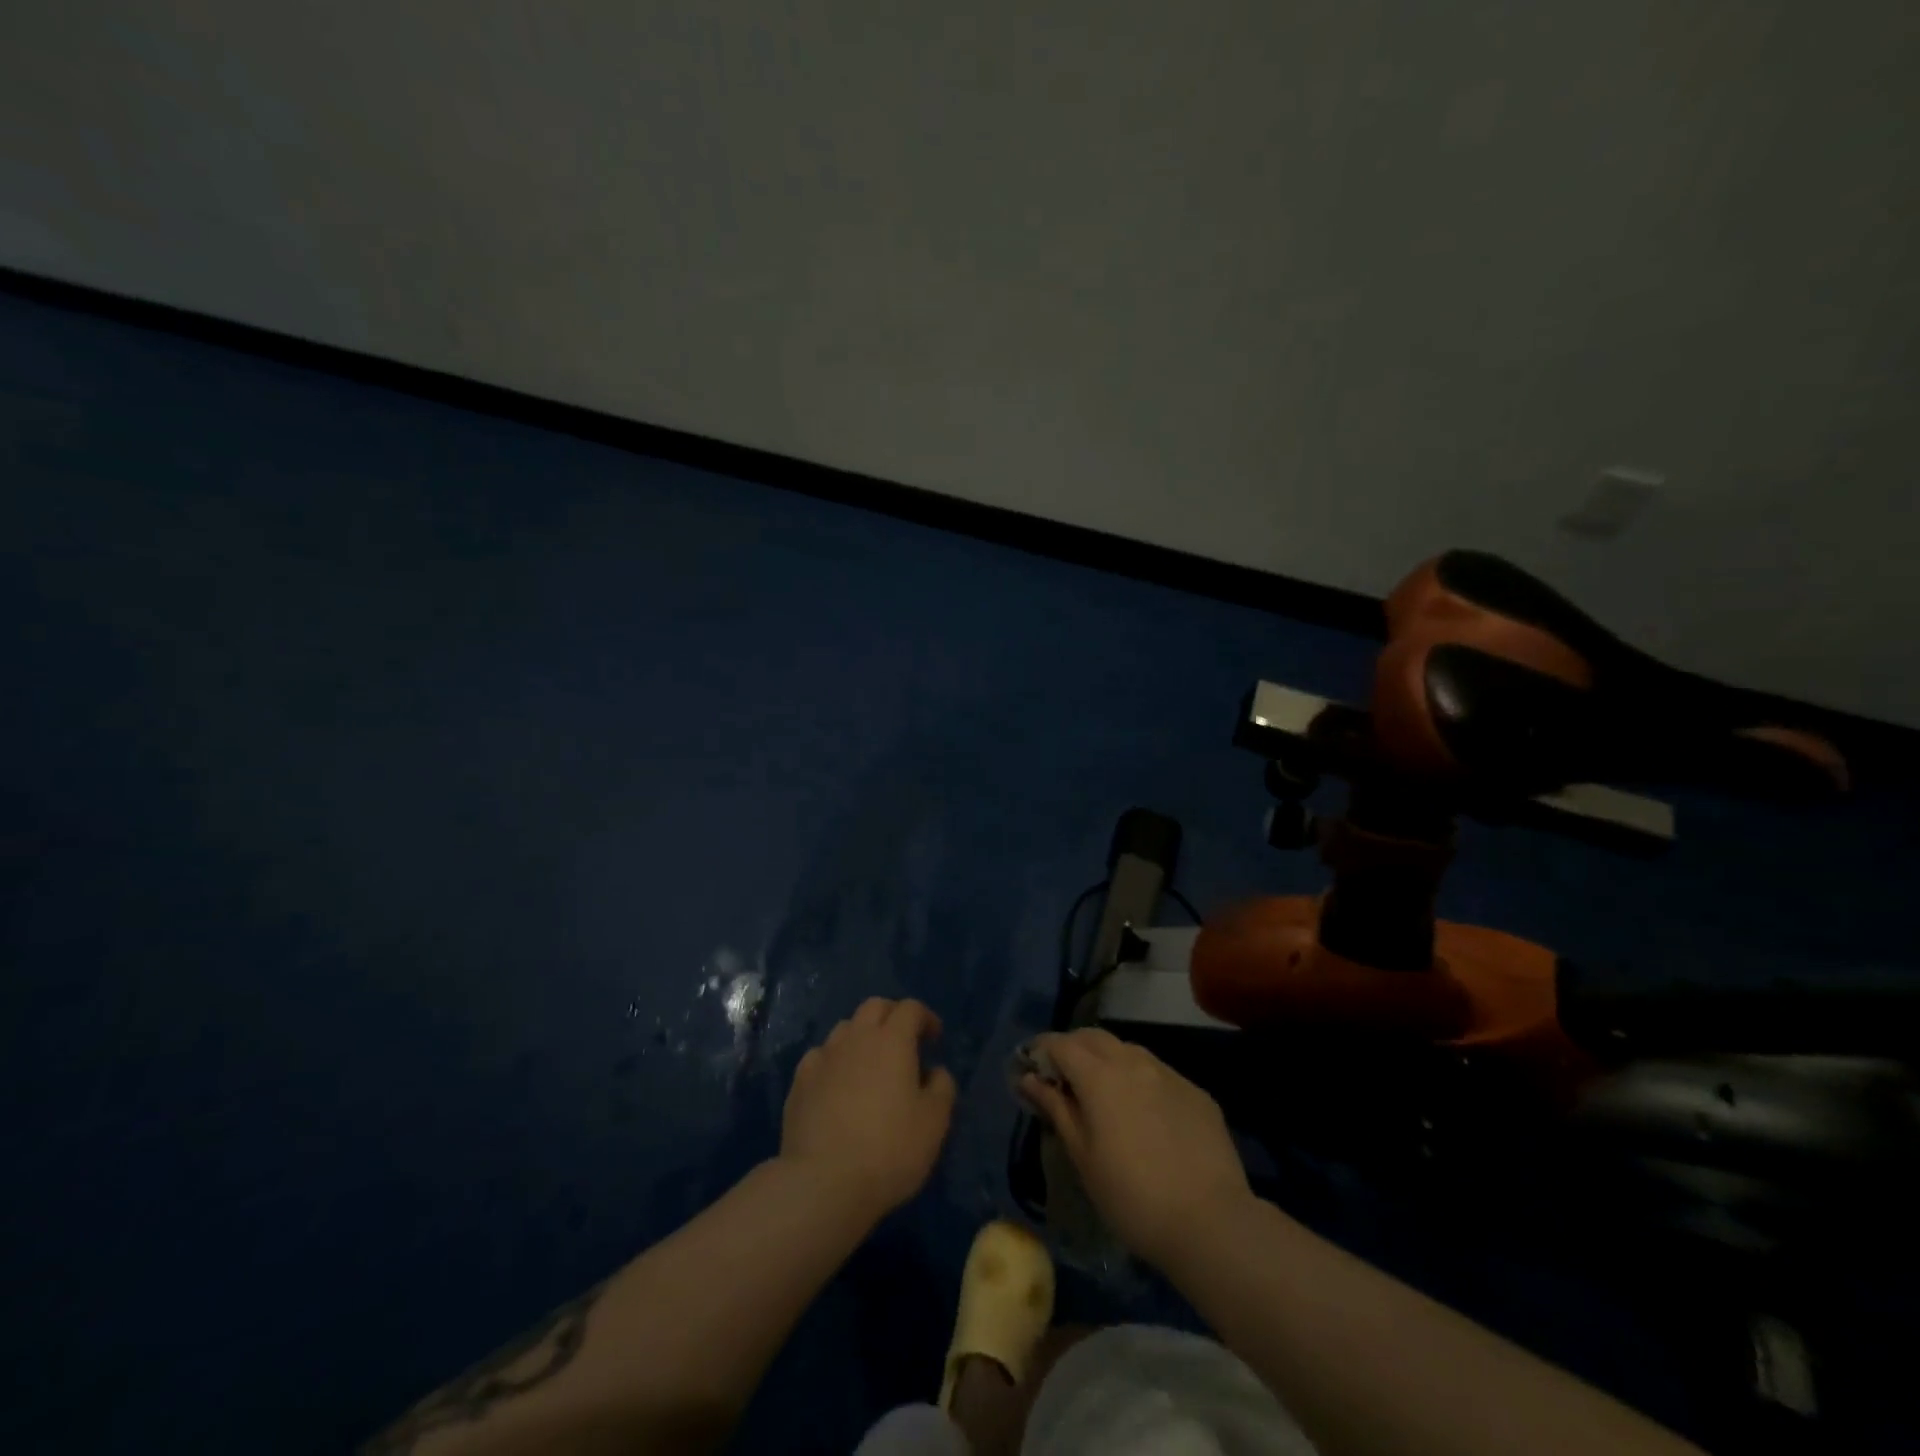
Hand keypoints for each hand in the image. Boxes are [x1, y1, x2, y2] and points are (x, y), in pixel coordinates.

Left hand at [780, 997, 957, 1219]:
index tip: (934, 1039)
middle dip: (892, 1015)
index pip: (910, 1008)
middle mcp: (856, 1037)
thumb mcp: (934, 1122)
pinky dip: (834, 1061)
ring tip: (869, 1063)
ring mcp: (824, 1056)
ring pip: (845, 1028)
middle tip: (903, 1041)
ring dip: (861, 1036)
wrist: (823, 1182)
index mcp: (892, 1040)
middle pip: (874, 1006)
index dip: (925, 1017)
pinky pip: (820, 1056)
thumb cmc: (889, 1149)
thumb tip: (935, 1071)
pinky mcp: (799, 1081)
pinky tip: (836, 1083)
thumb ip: (942, 1087)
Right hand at [1020, 1028, 1251, 1269]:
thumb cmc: (1131, 1196)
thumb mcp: (1083, 1156)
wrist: (1211, 1222)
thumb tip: (1029, 1079)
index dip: (1041, 1050)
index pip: (1061, 1044)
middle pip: (1094, 1037)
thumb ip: (1056, 1108)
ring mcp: (1169, 1074)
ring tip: (1102, 1094)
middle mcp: (1134, 1061)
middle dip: (1073, 1048)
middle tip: (1062, 1078)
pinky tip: (1144, 1113)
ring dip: (1107, 1060)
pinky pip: (1159, 1073)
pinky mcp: (1196, 1092)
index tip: (1030, 1068)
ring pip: (1128, 1050)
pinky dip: (1140, 1080)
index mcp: (1100, 1075)